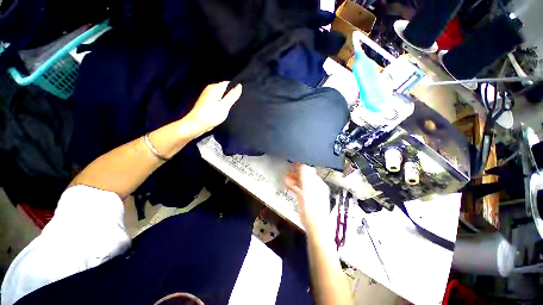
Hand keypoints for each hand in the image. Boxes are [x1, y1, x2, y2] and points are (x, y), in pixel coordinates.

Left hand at [184, 81, 242, 135]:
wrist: (196, 125)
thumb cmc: (211, 115)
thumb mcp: (225, 106)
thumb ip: (232, 96)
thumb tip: (239, 85)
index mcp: (215, 88)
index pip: (229, 83)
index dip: (236, 88)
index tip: (241, 96)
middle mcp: (210, 88)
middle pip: (225, 88)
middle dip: (231, 94)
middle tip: (237, 103)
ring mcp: (207, 95)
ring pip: (221, 94)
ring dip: (227, 100)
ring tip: (232, 107)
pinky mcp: (206, 101)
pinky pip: (218, 99)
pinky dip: (222, 103)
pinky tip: (224, 109)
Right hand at [285, 164, 330, 234]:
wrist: (315, 228)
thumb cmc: (312, 209)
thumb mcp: (308, 190)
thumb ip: (305, 176)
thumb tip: (303, 164)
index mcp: (318, 183)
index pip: (309, 171)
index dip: (299, 167)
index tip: (291, 165)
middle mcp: (316, 187)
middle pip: (305, 177)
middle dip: (295, 174)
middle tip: (286, 172)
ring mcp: (311, 194)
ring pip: (301, 183)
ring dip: (293, 180)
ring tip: (285, 179)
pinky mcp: (307, 200)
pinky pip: (300, 190)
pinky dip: (294, 186)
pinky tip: (288, 186)